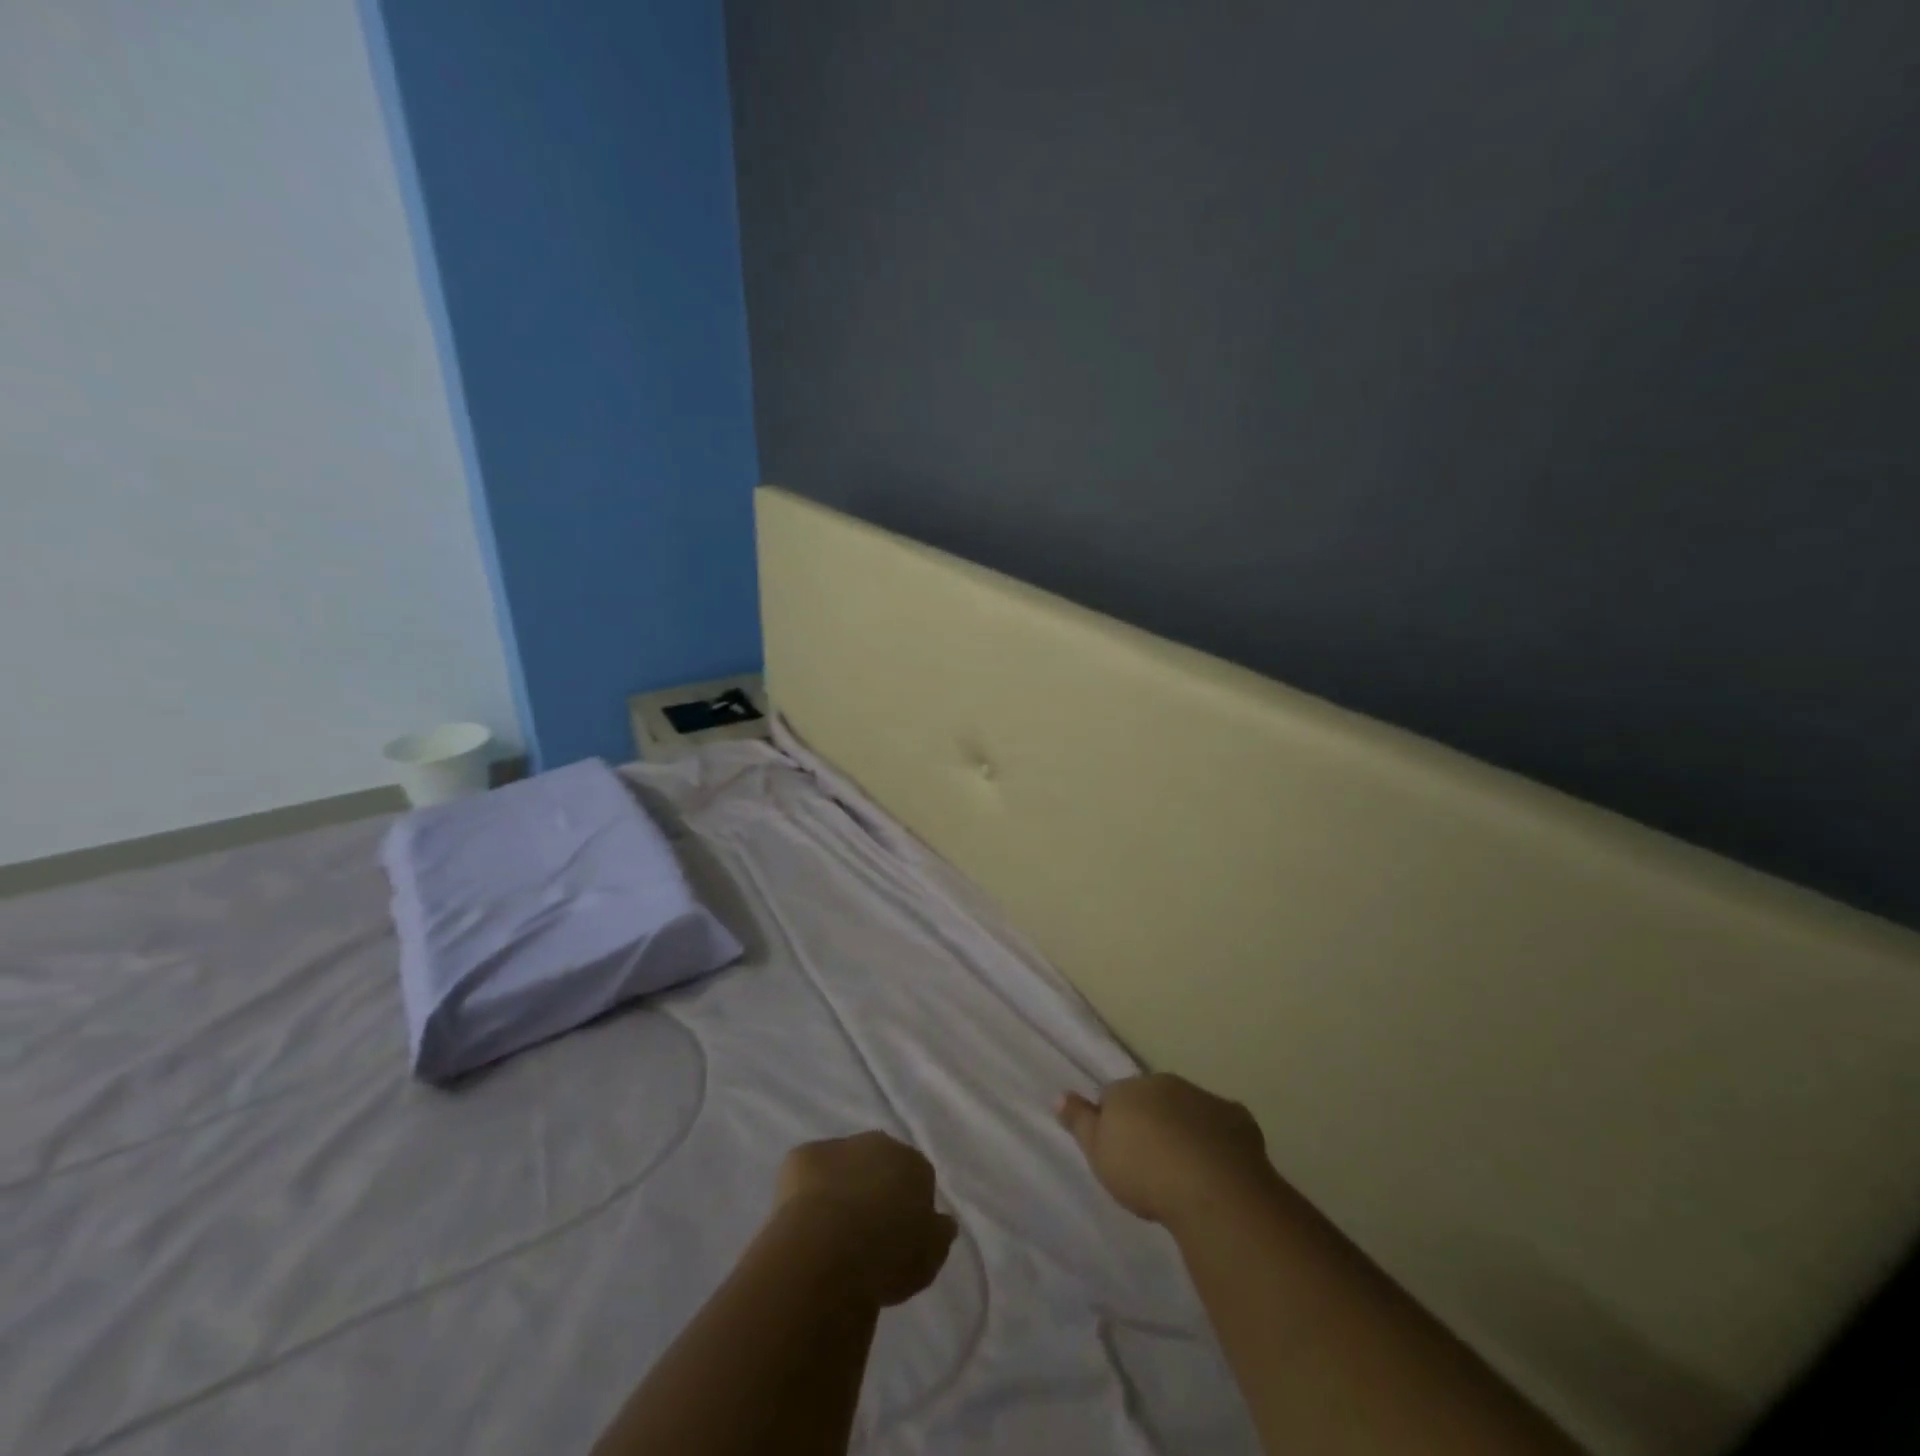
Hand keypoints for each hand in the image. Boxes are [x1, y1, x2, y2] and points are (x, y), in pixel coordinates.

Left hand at [773, 1132, 958, 1306]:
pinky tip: (803, 1223)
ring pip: (842, 1166)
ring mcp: (838, 1146)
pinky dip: (806, 1192)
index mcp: (914, 1164)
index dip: (908, 1208)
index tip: (899, 1237)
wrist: (828, 1250)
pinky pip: (807, 1173)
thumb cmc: (887, 1255)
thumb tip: (943, 1221)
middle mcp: (879, 1144)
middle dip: (874, 1189)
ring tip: (830, 1233)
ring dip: (840, 1188)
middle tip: (864, 1233)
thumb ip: (938, 1234)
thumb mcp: (930, 1257)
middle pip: (879, 1164)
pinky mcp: (801, 1156)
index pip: (918, 1178)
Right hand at [1058, 1073, 1276, 1230]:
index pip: (1114, 1096)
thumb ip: (1079, 1122)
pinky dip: (1218, 1141)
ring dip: (1185, 1129)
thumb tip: (1060, 1095)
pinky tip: (1218, 1169)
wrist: (1212, 1188)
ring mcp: (1203, 1098)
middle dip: (1151, 1120)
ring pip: (1187, 1109)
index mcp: (1129, 1089)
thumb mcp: (1099, 1153)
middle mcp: (1165, 1083)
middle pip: (1152, 1098)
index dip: (1115, 1122)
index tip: (1119, 1151)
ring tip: (1185, 1170)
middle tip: (1152, 1162)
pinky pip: (1222, 1126)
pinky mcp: (1238, 1118)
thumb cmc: (1144, 1171)